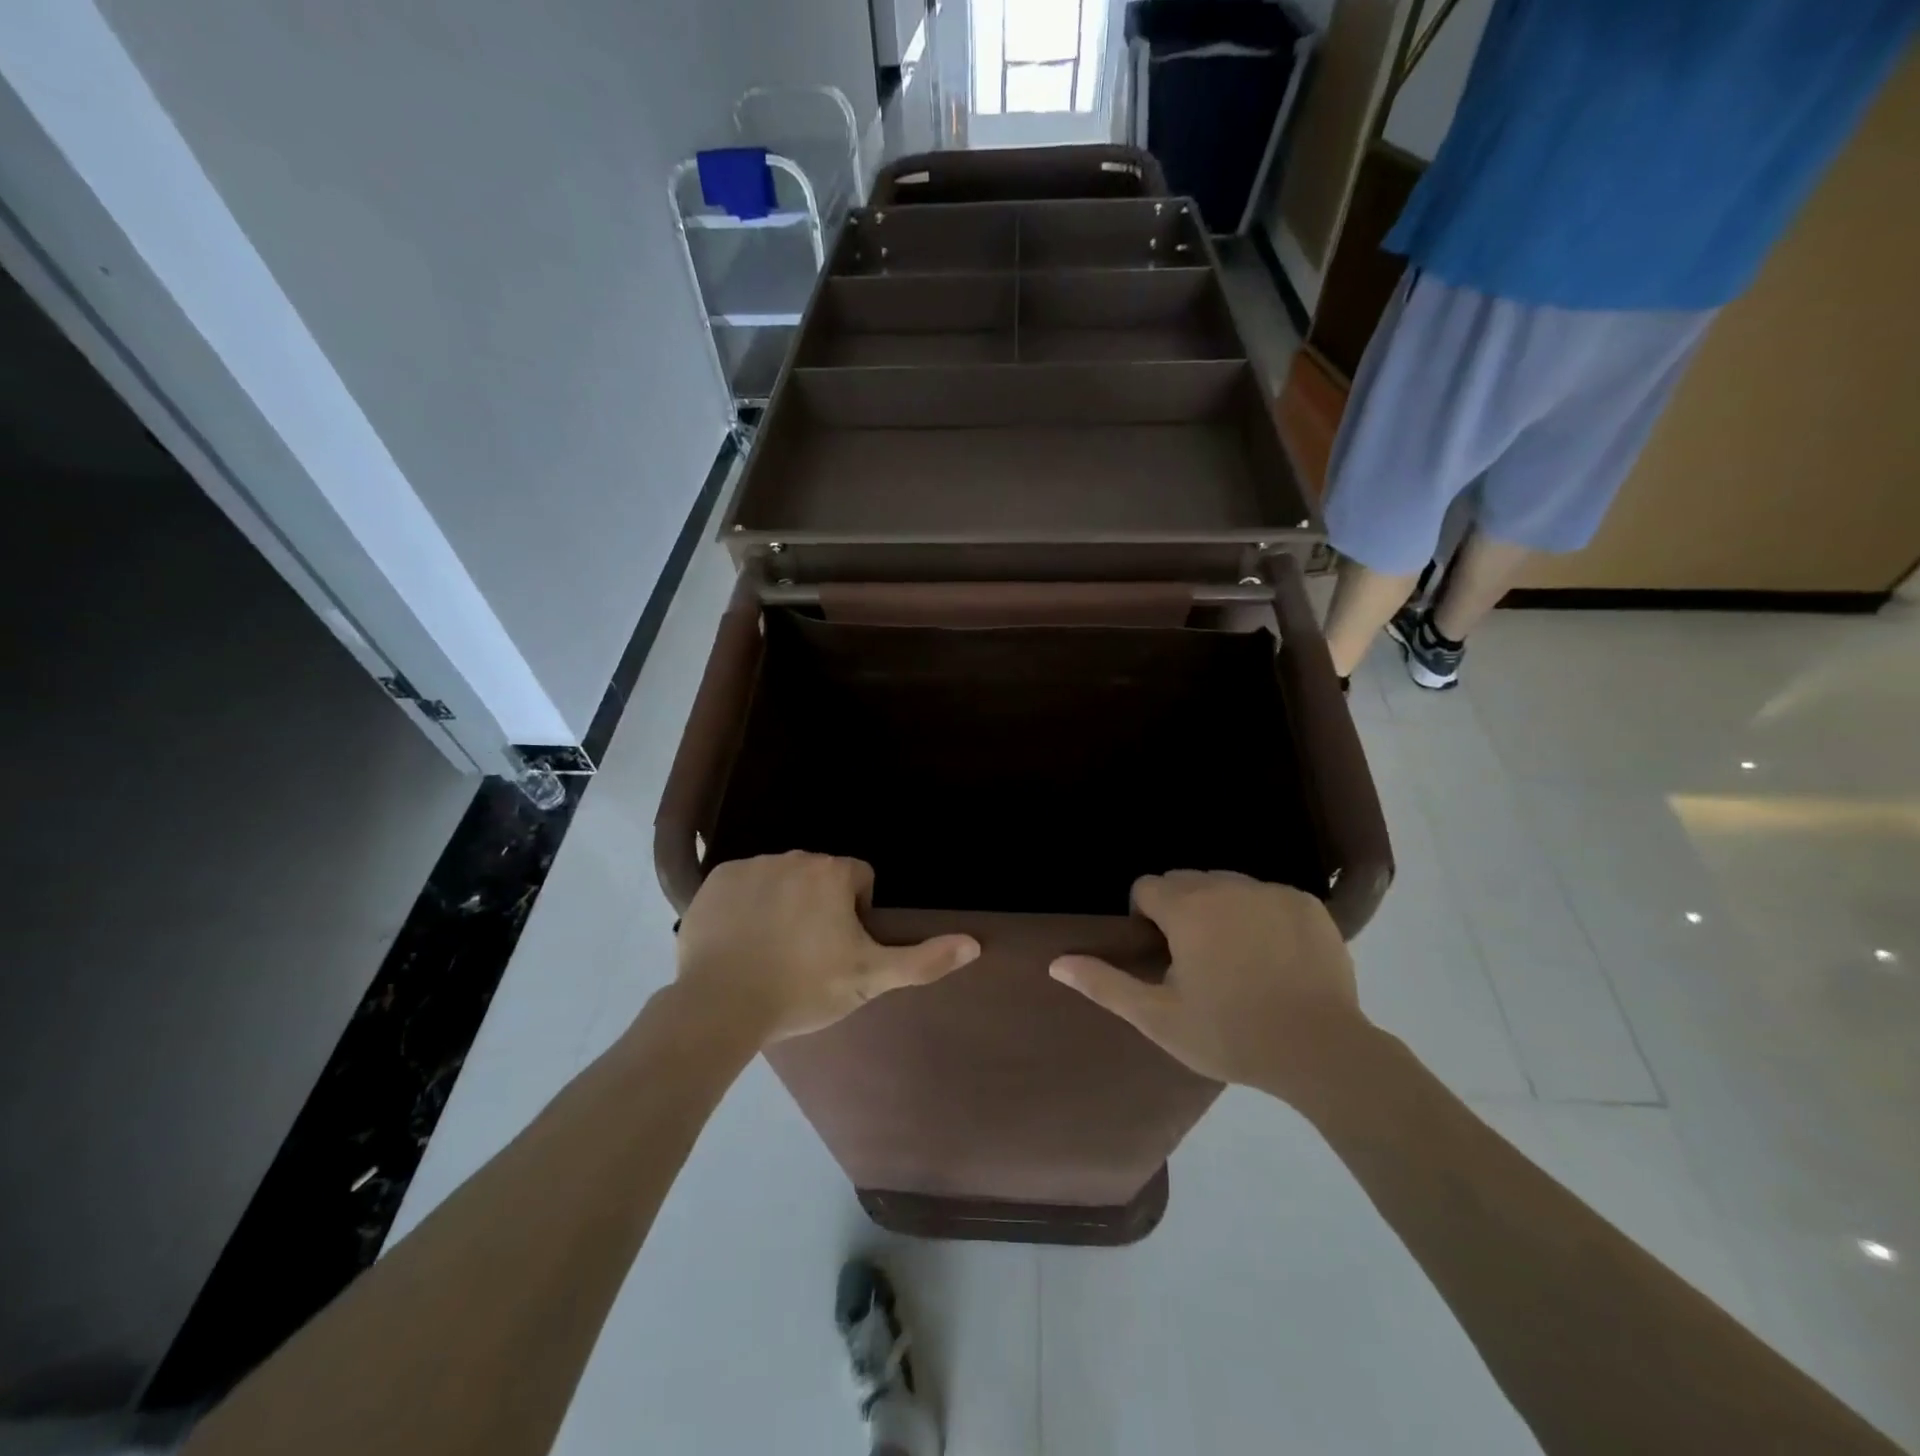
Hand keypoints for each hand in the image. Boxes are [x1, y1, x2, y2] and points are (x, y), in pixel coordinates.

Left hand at [673, 852, 979, 1043]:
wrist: (721, 1006)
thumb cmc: (804, 989)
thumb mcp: (870, 979)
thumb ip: (924, 960)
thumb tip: (975, 943)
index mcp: (834, 871)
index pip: (859, 880)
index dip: (855, 914)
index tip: (838, 948)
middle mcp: (795, 856)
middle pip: (819, 876)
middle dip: (819, 905)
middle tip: (807, 953)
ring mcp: (752, 865)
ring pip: (781, 878)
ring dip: (783, 903)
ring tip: (772, 949)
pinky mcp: (715, 879)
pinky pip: (742, 884)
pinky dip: (746, 904)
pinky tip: (741, 939)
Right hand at [1050, 871, 1368, 1099]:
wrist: (1322, 1053)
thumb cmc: (1231, 1035)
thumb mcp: (1159, 1018)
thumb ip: (1105, 984)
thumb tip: (1056, 962)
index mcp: (1188, 908)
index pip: (1147, 887)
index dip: (1146, 918)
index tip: (1163, 955)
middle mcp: (1228, 886)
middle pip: (1186, 881)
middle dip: (1181, 910)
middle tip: (1197, 960)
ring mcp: (1272, 891)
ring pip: (1227, 885)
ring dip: (1220, 909)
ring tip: (1236, 957)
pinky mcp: (1307, 903)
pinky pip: (1266, 895)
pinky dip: (1260, 915)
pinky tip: (1273, 955)